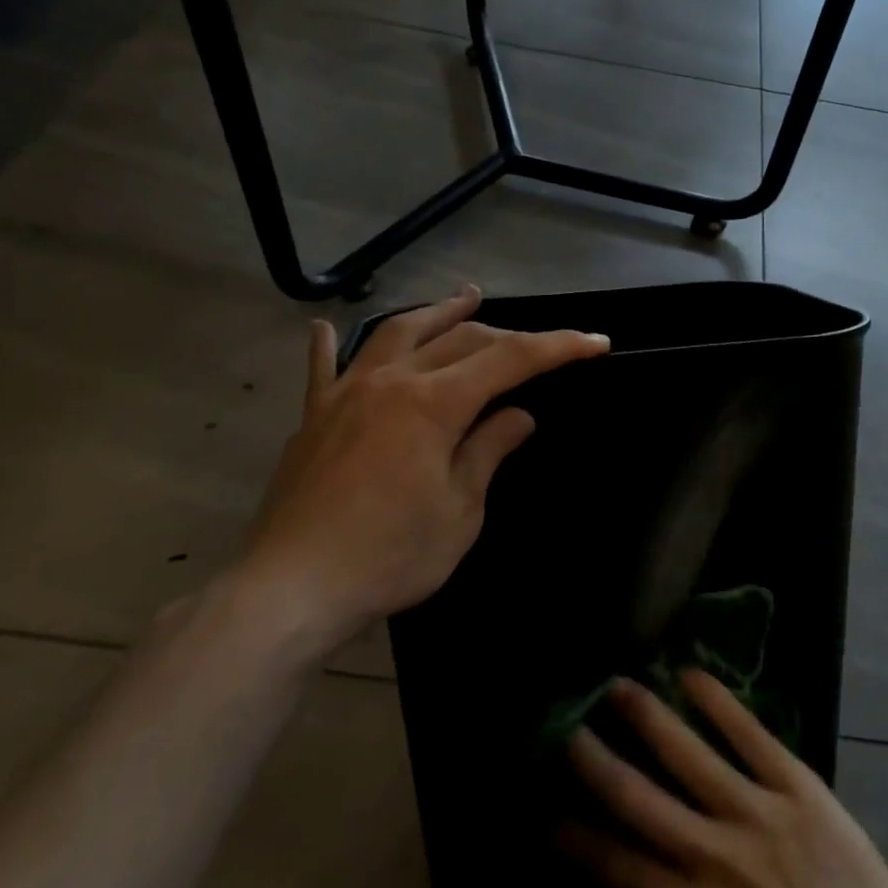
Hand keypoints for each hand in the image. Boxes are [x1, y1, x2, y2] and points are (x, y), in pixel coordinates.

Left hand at [235, 286, 608, 658]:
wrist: (291, 589)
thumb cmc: (389, 555)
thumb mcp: (459, 510)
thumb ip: (488, 451)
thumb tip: (519, 416)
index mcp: (434, 403)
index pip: (510, 359)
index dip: (558, 347)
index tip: (596, 342)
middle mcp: (391, 381)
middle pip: (459, 339)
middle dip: (507, 336)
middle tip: (540, 346)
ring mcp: (346, 394)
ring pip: (399, 333)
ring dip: (438, 313)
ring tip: (467, 298)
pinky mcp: (314, 418)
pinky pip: (323, 369)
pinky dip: (330, 345)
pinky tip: (325, 326)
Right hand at [559, 673, 887, 887]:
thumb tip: (649, 855)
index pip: (621, 869)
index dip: (579, 837)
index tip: (547, 807)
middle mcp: (718, 860)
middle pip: (640, 801)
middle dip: (597, 761)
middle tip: (568, 725)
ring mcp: (759, 816)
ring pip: (689, 755)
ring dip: (649, 717)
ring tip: (618, 686)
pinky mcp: (797, 786)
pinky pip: (749, 734)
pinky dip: (716, 701)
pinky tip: (689, 673)